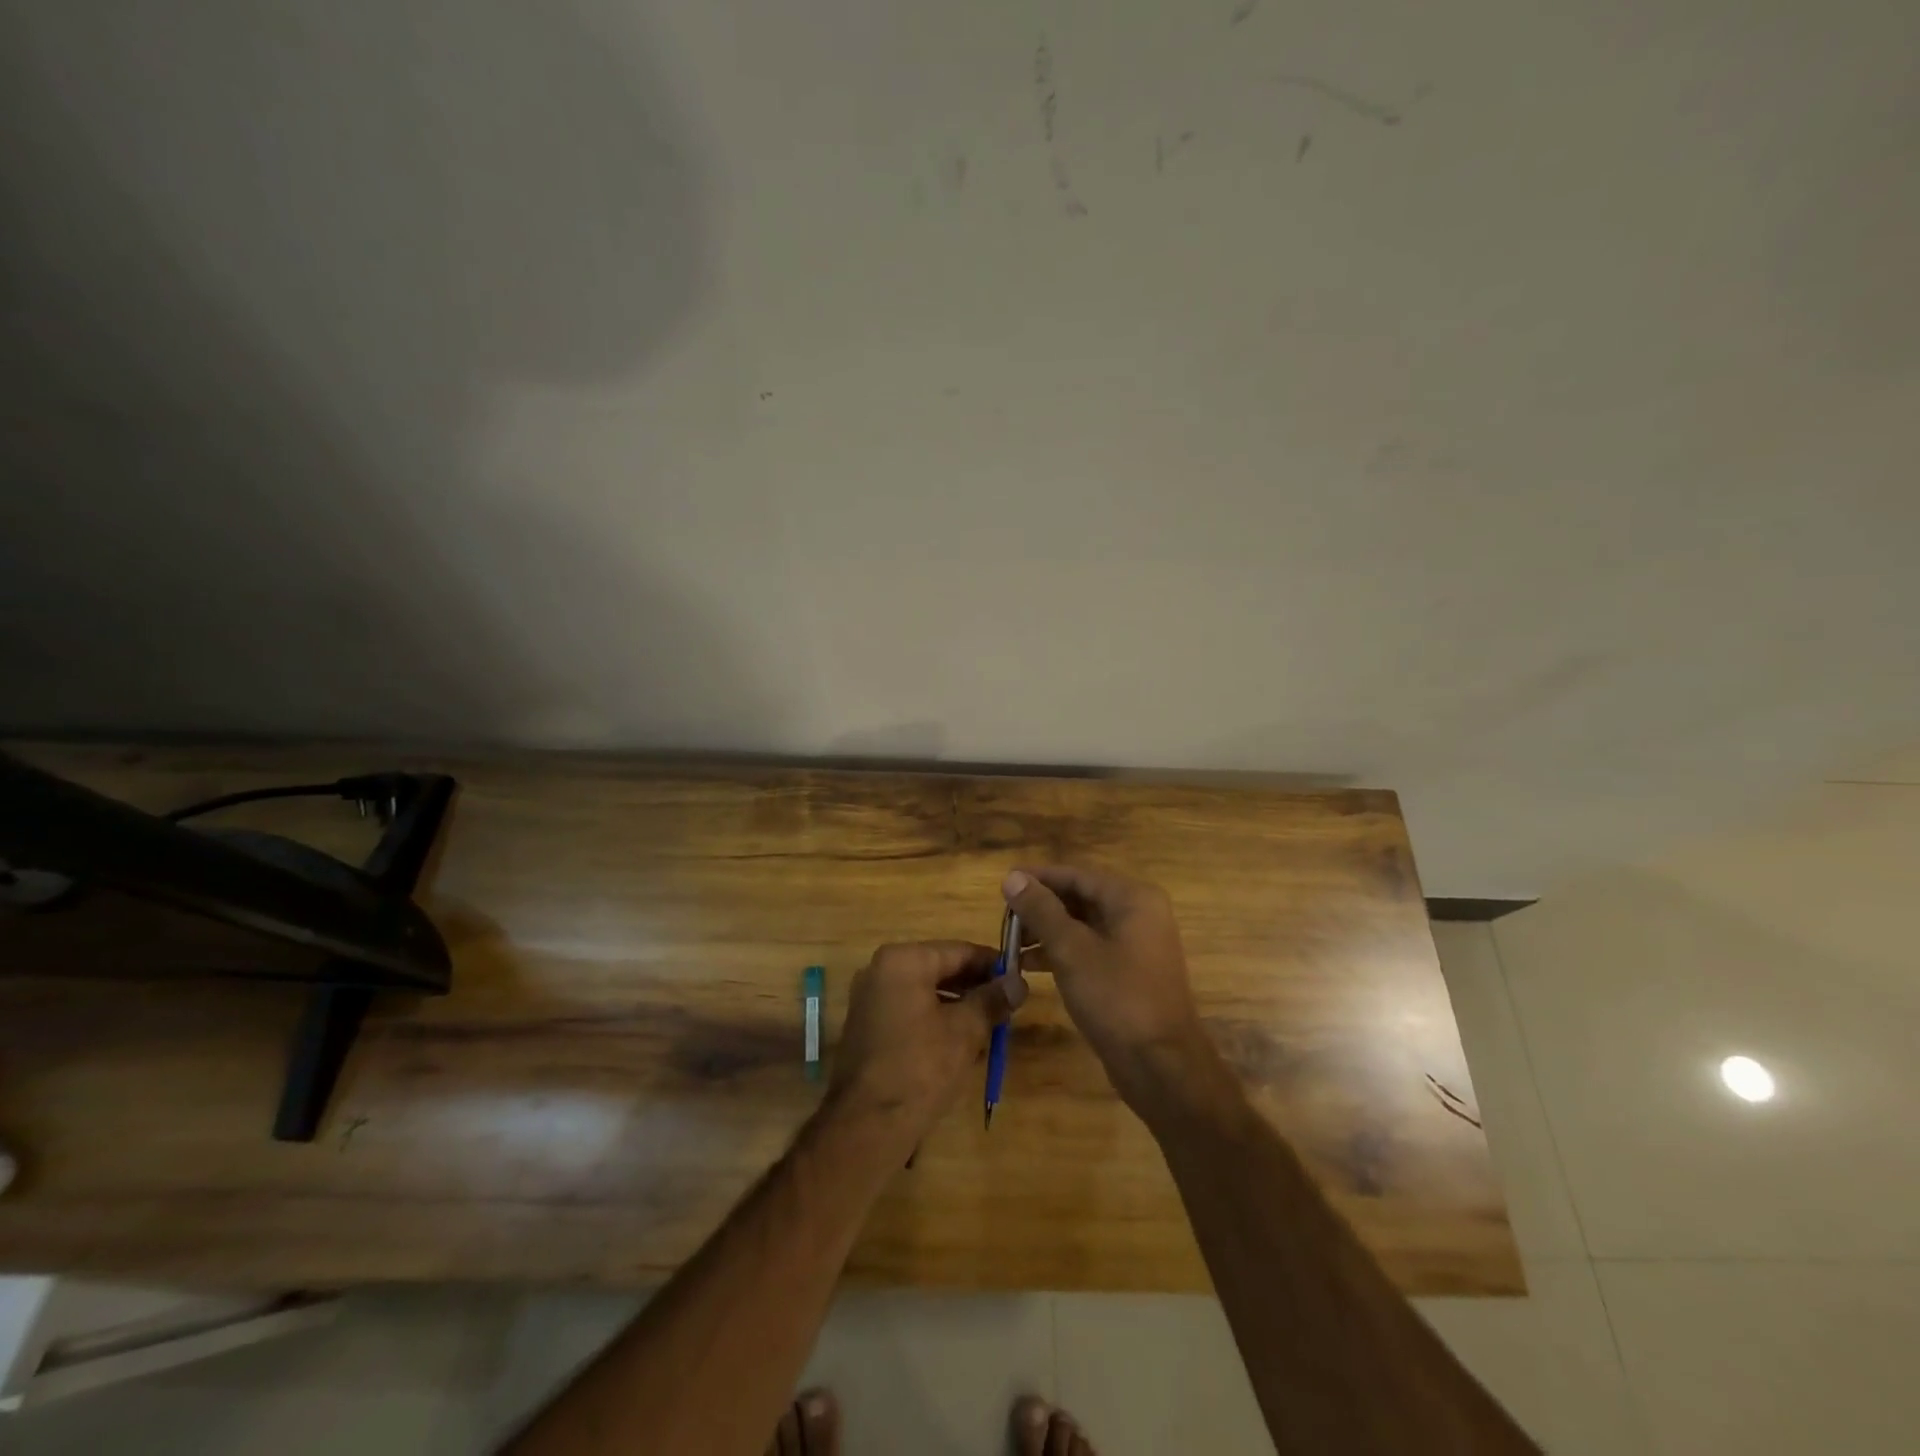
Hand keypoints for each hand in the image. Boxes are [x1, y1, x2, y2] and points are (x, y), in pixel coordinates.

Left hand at [827, 941, 1022, 1149]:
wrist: (867, 1125)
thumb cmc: (920, 1068)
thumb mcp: (965, 1031)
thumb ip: (992, 1000)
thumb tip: (1019, 982)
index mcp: (902, 960)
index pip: (958, 950)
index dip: (992, 964)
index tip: (1019, 977)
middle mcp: (880, 970)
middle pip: (940, 969)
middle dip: (975, 986)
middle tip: (1009, 1004)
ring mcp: (870, 998)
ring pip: (926, 991)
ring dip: (959, 1005)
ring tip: (992, 1024)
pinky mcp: (868, 1026)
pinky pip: (911, 1010)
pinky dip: (937, 1019)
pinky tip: (963, 1042)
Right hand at [1001, 866, 1217, 1113]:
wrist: (1161, 1067)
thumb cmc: (1117, 999)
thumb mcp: (1071, 950)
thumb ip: (1040, 910)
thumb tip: (1012, 877)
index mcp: (1132, 898)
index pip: (1076, 875)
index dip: (1038, 878)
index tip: (1003, 884)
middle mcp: (1139, 913)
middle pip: (1080, 898)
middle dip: (1041, 907)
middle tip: (1003, 917)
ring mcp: (1136, 944)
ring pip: (1083, 925)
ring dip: (1047, 931)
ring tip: (1010, 943)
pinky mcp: (1130, 972)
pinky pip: (1090, 949)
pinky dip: (1062, 953)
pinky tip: (1029, 966)